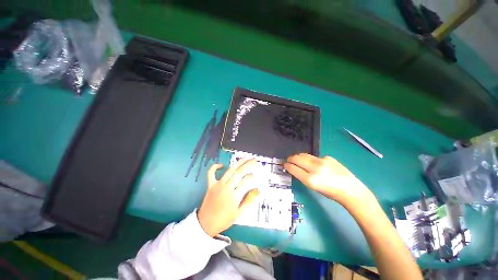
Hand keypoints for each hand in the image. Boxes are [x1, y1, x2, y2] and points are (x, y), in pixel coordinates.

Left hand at [197, 158, 259, 236]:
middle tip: (254, 159)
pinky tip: (221, 164)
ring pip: (230, 170)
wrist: (206, 224)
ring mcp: (218, 185)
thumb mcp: (239, 213)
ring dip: (238, 163)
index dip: (252, 176)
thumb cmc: (224, 220)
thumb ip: (249, 200)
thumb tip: (258, 190)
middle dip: (248, 164)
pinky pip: (211, 173)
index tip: (255, 175)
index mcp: (234, 196)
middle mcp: (226, 188)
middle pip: (239, 173)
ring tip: (245, 158)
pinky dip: (214, 167)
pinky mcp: (210, 185)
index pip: (246, 181)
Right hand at [284, 154, 375, 207]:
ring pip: (304, 155)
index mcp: (310, 180)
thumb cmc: (330, 193)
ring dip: (298, 157)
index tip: (284, 164)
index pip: (293, 168)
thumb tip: (294, 168)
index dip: (287, 165)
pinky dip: (310, 159)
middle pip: (297, 158)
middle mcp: (315, 168)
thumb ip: (303, 176)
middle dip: (290, 158)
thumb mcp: (313, 187)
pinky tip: (314, 164)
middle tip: (289, 160)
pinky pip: (314, 157)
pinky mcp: (328, 157)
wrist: (350, 189)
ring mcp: (322, 161)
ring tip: (297, 159)